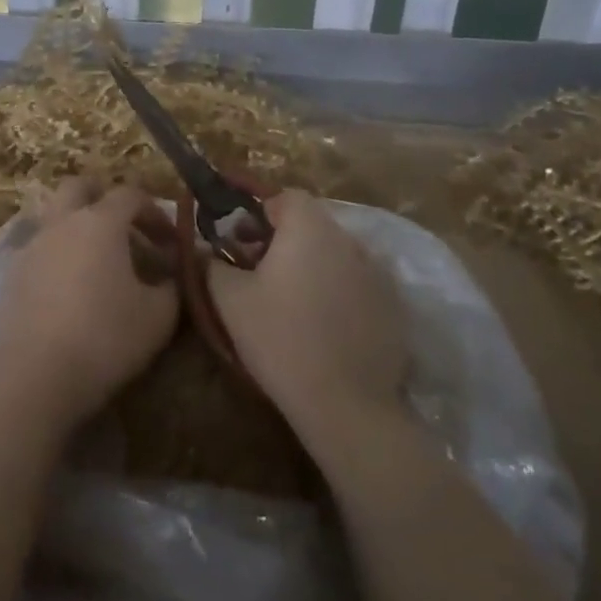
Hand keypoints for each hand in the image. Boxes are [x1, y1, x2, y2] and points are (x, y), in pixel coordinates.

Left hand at [0, 178, 177, 432]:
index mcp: (100, 222)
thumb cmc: (105, 338)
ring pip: (54, 216)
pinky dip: (57, 256)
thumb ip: (174, 285)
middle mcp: (62, 223)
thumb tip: (177, 271)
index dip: (155, 212)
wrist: (34, 377)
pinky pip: (38, 249)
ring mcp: (31, 247)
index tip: (171, 241)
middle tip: (125, 226)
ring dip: (77, 226)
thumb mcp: (158, 316)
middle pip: (79, 187)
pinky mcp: (11, 276)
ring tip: (97, 261)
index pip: (131, 195)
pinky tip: (69, 288)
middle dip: (103, 197)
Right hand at [208, 191, 407, 460]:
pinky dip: (339, 291)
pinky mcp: (393, 305)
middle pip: (312, 224)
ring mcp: (377, 272)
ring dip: (313, 264)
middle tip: (259, 271)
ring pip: (336, 253)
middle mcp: (349, 239)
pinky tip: (323, 326)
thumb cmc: (280, 339)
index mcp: (310, 227)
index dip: (260, 212)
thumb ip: (213, 263)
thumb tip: (206, 250)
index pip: (286, 197)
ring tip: (291, 301)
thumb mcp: (230, 299)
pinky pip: (358, 283)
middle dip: (284, 239)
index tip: (241, 241)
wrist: (345, 404)